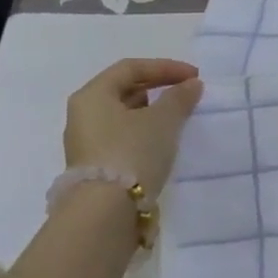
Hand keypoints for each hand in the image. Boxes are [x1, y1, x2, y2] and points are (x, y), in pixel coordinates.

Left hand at [63, 58, 202, 198]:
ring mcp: (86, 141)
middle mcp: (83, 114)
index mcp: (92, 95)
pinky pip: (122, 135)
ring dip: (152, 110)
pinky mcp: (95, 164)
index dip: (165, 67)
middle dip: (158, 87)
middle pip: (124, 89)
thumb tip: (191, 85)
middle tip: (187, 93)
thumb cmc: (132, 152)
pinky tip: (163, 140)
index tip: (194, 76)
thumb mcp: (163, 120)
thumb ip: (179, 97)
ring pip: (123, 114)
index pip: (130, 67)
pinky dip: (144, 131)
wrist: (106, 211)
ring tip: (179, 117)